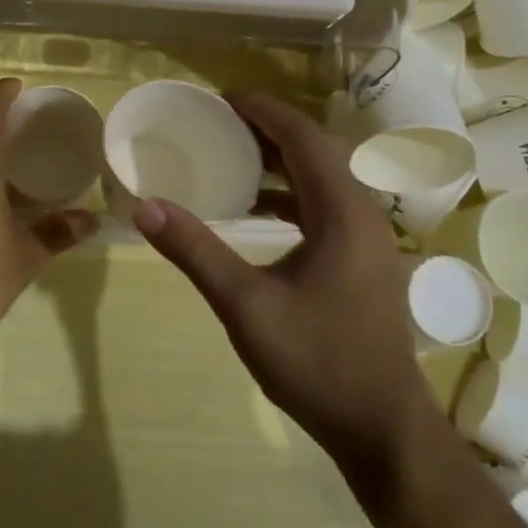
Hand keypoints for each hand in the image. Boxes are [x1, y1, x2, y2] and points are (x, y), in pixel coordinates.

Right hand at [131, 94, 427, 488]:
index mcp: (342, 213)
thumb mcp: (246, 306)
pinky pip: (325, 206)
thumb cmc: (317, 362)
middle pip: (316, 151)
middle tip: (218, 124)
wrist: (382, 428)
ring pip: (323, 179)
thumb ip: (196, 252)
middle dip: (268, 130)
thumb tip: (145, 208)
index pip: (303, 138)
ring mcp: (368, 239)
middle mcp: (362, 214)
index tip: (221, 99)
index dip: (263, 110)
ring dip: (281, 162)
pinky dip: (292, 194)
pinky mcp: (364, 261)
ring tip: (231, 156)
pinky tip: (258, 210)